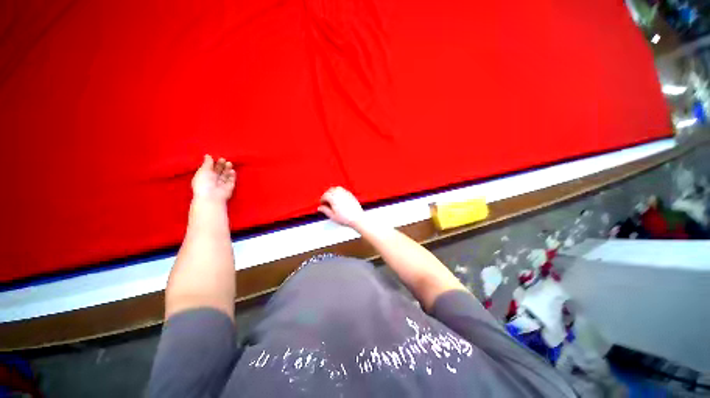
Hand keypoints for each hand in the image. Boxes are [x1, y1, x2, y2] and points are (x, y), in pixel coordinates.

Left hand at [191, 155, 235, 201]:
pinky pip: (232, 180)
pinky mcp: (229, 187)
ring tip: (229, 163)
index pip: (210, 168)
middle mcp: (213, 180)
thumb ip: (207, 163)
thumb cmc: (204, 183)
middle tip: (224, 159)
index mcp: (204, 176)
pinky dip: (232, 175)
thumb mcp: (203, 171)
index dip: (213, 163)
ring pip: (226, 175)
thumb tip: (208, 155)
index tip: (217, 158)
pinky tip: (232, 171)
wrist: (212, 196)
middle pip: (219, 171)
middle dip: (221, 165)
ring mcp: (222, 184)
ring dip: (227, 169)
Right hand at [318, 186, 364, 227]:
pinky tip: (339, 198)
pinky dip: (339, 192)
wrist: (357, 218)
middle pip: (330, 190)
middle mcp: (339, 194)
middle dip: (327, 194)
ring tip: (332, 199)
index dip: (322, 199)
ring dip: (333, 192)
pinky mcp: (351, 194)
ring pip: (337, 188)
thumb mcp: (332, 216)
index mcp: (334, 198)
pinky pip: (343, 190)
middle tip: (326, 201)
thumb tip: (320, 207)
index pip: (325, 195)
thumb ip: (325, 210)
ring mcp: (346, 193)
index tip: (322, 204)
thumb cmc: (346, 218)